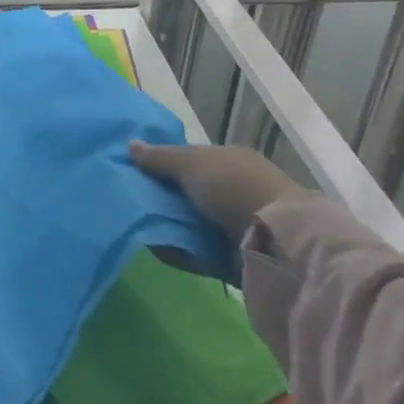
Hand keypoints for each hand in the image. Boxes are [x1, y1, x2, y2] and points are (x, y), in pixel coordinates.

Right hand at [129, 141, 303, 239]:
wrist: (275, 241)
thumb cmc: (233, 186)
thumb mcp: (192, 163)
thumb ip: (159, 157)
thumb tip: (130, 145)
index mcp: (228, 161)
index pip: (190, 160)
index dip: (163, 163)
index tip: (134, 170)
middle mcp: (232, 191)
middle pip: (187, 192)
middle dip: (161, 196)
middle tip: (128, 197)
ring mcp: (233, 226)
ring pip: (189, 223)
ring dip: (166, 224)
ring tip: (134, 222)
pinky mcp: (230, 258)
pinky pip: (195, 252)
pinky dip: (176, 250)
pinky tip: (152, 245)